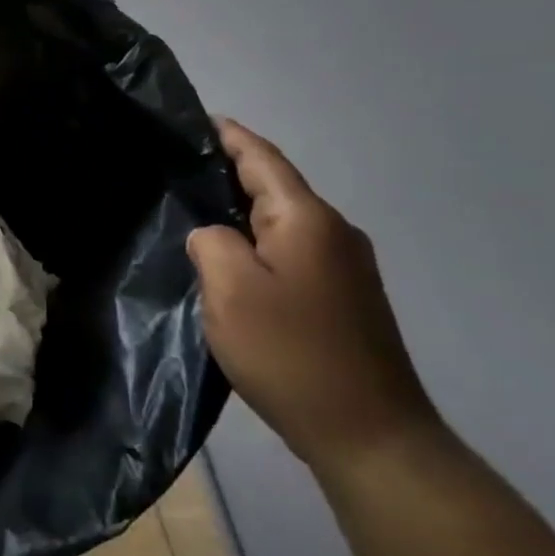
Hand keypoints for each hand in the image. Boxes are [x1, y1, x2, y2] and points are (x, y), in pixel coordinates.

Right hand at [187, 119, 441, 478]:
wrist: (371, 434)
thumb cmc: (292, 354)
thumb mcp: (231, 291)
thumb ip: (211, 244)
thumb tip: (213, 235)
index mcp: (306, 220)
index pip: (263, 159)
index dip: (231, 136)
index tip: (200, 120)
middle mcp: (334, 232)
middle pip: (276, 187)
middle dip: (233, 171)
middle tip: (183, 168)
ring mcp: (347, 266)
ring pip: (285, 221)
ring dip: (246, 210)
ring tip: (201, 210)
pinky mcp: (347, 297)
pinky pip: (294, 250)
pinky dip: (261, 241)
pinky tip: (236, 260)